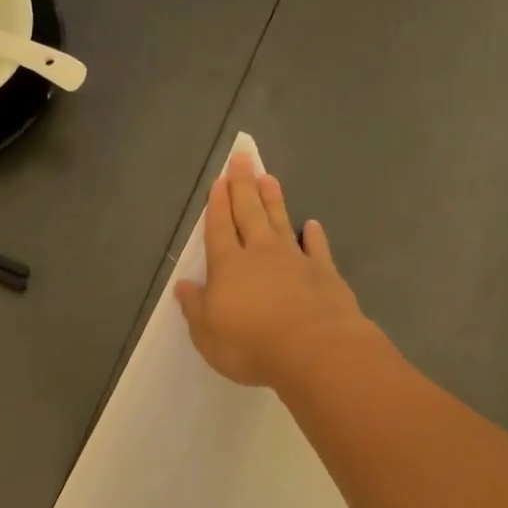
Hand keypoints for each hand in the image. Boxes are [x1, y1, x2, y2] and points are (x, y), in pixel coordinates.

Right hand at [175, 140, 369, 386]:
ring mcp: (295, 261)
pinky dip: (314, 235)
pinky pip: (317, 248)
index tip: (219, 180)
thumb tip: (183, 285)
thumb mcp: (207, 334)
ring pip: (281, 222)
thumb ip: (196, 307)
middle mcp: (260, 254)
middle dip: (243, 186)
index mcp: (228, 267)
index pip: (219, 229)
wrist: (314, 350)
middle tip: (242, 158)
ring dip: (273, 200)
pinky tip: (312, 224)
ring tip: (269, 178)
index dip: (218, 205)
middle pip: (249, 214)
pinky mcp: (324, 273)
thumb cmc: (250, 345)